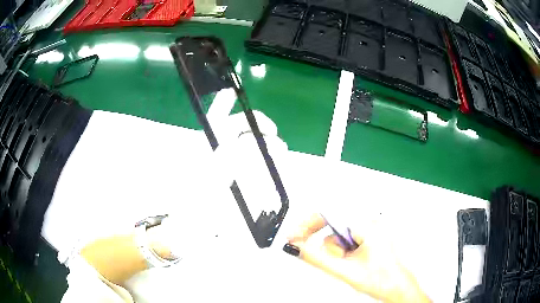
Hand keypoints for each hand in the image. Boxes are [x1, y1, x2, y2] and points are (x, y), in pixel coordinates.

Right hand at [288, 214, 430, 302]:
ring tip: (345, 265)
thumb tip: (299, 247)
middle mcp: (369, 223)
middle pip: (333, 224)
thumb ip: (318, 258)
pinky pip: (346, 239)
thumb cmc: (382, 279)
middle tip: (308, 250)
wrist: (397, 288)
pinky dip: (341, 251)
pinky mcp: (369, 237)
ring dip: (335, 251)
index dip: (308, 224)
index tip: (295, 236)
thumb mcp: (345, 270)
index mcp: (367, 225)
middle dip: (325, 244)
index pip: (329, 214)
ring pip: (339, 235)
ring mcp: (370, 230)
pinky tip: (348, 262)